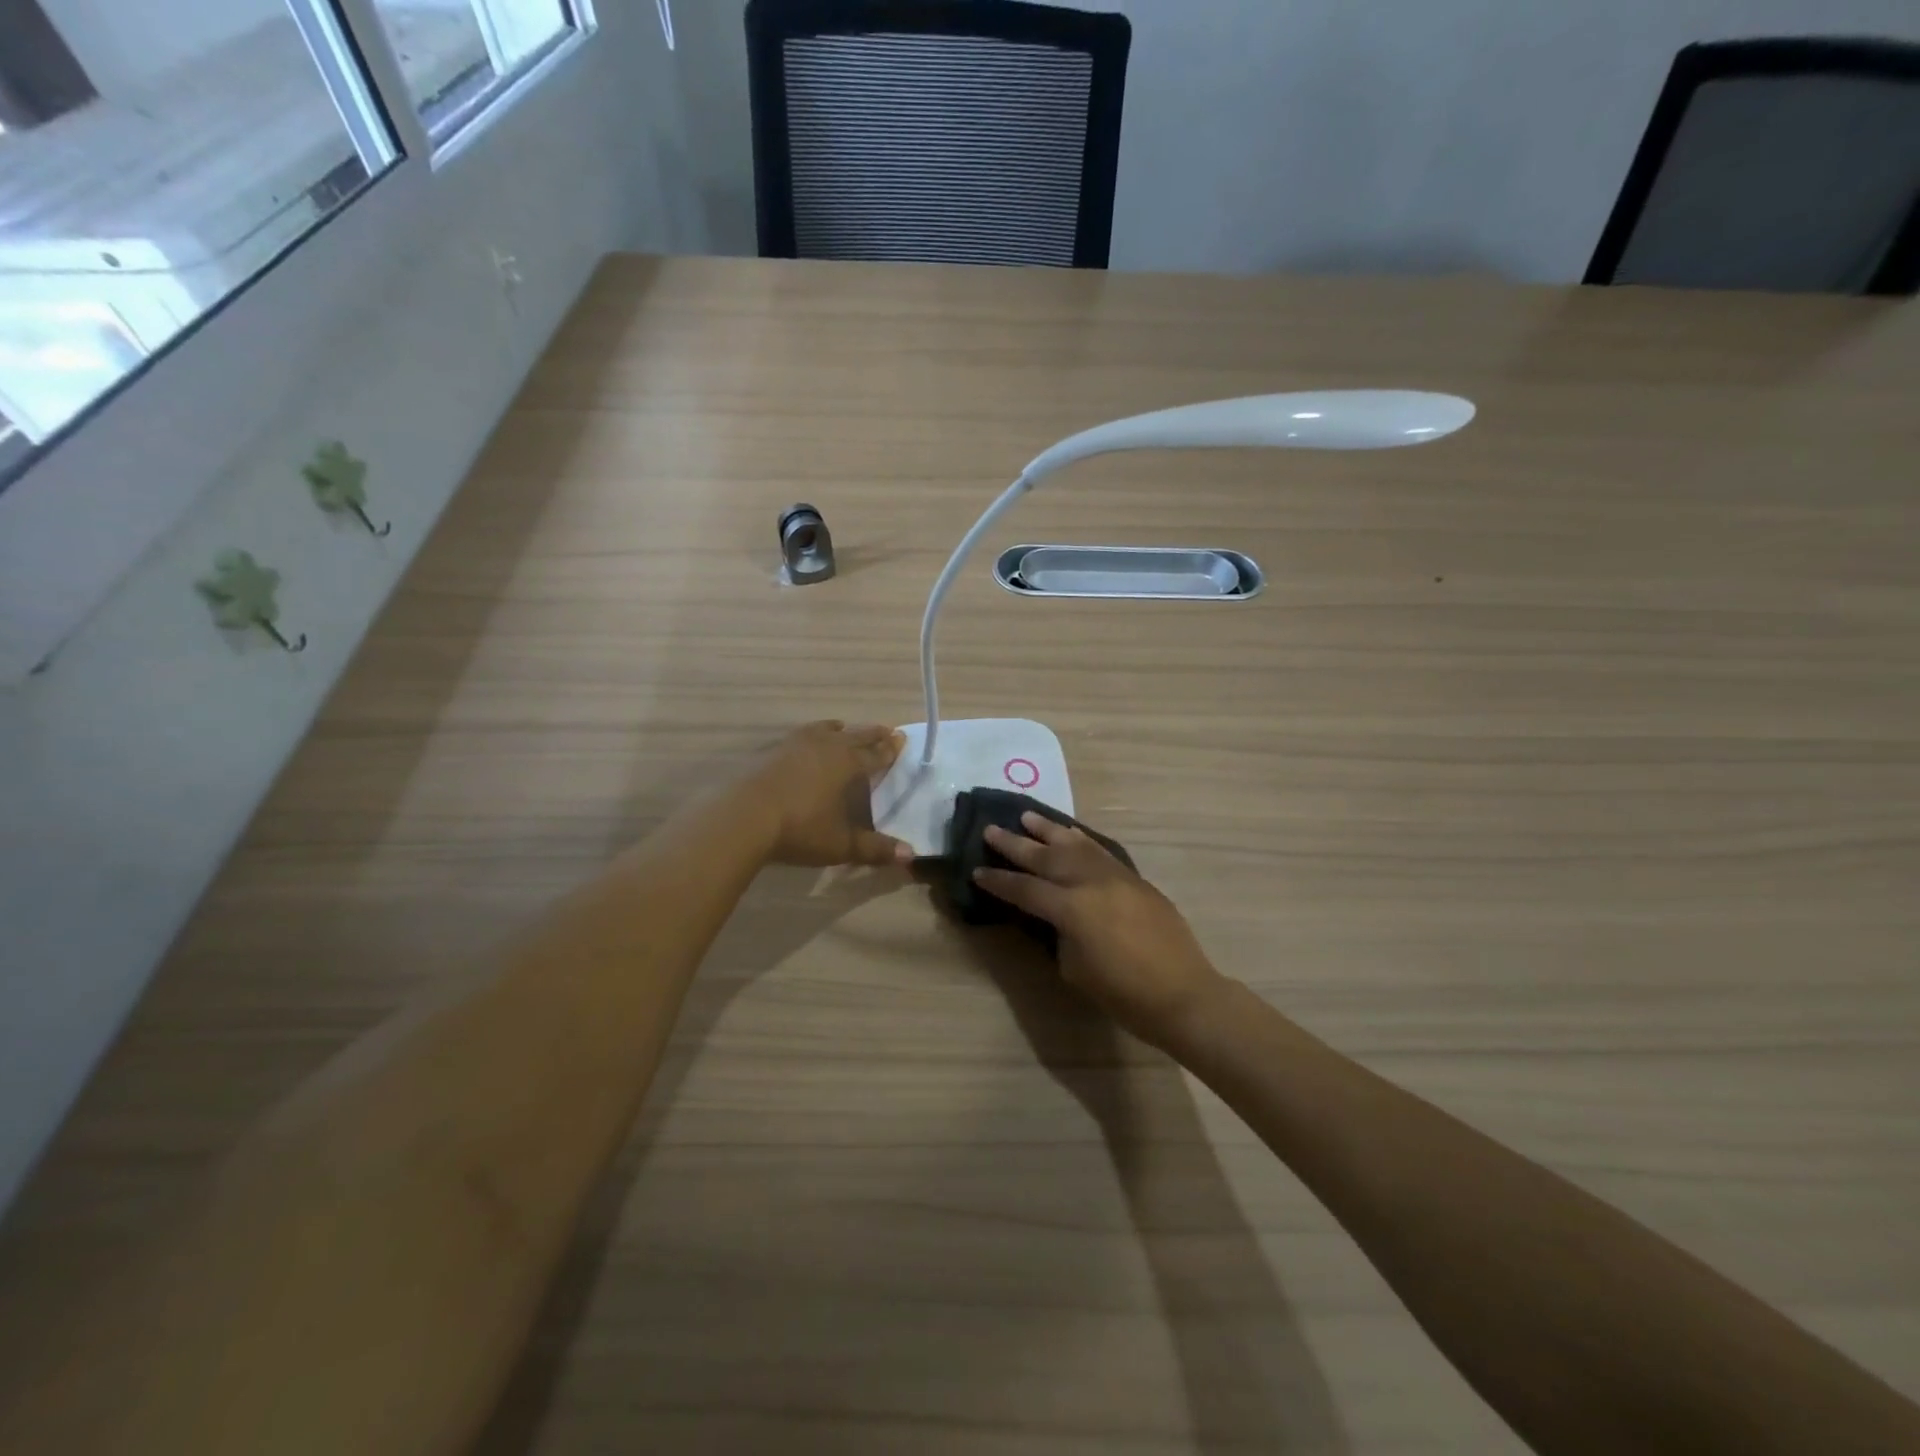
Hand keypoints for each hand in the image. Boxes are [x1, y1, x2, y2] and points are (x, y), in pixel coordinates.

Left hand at [740, 721, 912, 868]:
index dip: (889, 749)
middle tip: (885, 729)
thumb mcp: (841, 844)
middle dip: (871, 734)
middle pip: (854, 735)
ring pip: (824, 729)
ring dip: (839, 729)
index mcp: (847, 764)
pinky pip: (800, 735)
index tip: (901, 738)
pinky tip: (805, 741)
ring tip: (844, 727)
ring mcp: (795, 744)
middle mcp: (825, 746)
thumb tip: (910, 854)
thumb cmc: (800, 828)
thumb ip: (875, 848)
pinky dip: (811, 734)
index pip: (874, 754)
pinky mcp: (771, 750)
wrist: (744, 817)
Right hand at [974, 813, 1224, 1045]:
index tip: (977, 871)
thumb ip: (1058, 933)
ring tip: (1027, 817)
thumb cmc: (1123, 993)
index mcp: (1071, 908)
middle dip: (1015, 844)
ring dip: (1049, 831)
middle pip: (1046, 857)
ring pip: (1076, 845)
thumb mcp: (1074, 967)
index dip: (999, 881)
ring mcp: (1116, 877)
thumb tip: (1053, 915)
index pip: (1025, 889)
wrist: (1182, 994)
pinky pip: (1101, 852)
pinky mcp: (1135, 879)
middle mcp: (1091, 882)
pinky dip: (1081, 840)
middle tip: (991, 829)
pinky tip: (1070, 834)